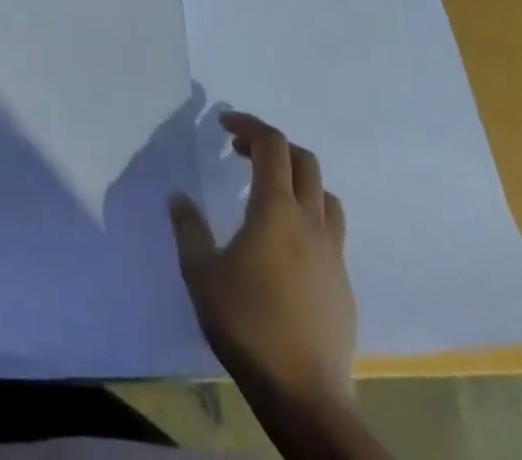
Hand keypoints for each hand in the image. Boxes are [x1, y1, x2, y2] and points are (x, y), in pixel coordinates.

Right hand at [168, 112, 357, 412]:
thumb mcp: (200, 272)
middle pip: (305, 162)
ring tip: (268, 193)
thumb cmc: (247, 324)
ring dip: (297, 180)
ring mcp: (332, 255)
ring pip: (325, 195)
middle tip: (241, 153)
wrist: (305, 396)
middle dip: (273, 147)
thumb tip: (179, 197)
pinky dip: (308, 216)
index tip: (224, 124)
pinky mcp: (343, 284)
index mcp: (276, 211)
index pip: (272, 145)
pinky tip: (284, 244)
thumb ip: (189, 228)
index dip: (249, 125)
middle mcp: (310, 223)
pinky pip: (330, 231)